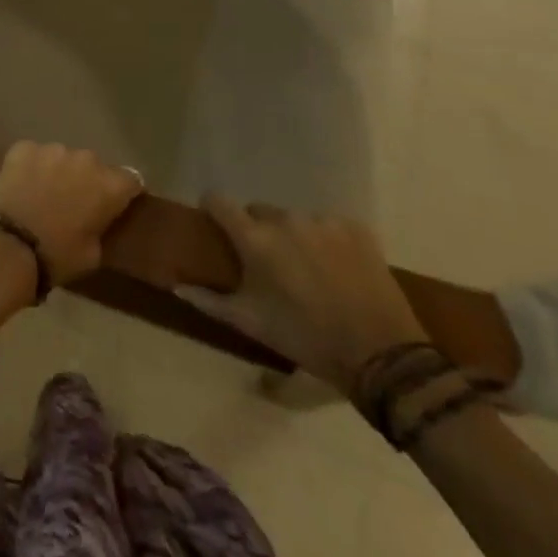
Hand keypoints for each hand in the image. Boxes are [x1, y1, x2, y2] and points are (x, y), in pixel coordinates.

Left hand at [0, 141, 143, 285]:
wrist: (8, 244)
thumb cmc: (57, 256)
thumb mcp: (93, 253)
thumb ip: (101, 227)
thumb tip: (96, 219)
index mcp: (109, 185)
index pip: (131, 180)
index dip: (124, 193)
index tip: (115, 206)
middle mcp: (85, 159)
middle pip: (94, 165)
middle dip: (88, 180)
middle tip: (74, 202)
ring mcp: (52, 149)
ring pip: (62, 157)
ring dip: (58, 171)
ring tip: (44, 193)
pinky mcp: (23, 147)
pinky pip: (33, 154)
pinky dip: (31, 166)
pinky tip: (22, 185)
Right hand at [178, 197, 426, 393]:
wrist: (382, 356)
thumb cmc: (305, 338)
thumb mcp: (251, 323)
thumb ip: (209, 301)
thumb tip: (175, 286)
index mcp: (255, 238)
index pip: (218, 200)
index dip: (212, 209)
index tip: (215, 225)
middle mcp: (285, 219)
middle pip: (258, 211)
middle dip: (258, 231)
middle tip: (269, 264)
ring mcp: (323, 221)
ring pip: (295, 219)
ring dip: (294, 236)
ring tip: (308, 269)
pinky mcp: (355, 228)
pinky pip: (329, 225)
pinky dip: (328, 240)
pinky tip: (338, 268)